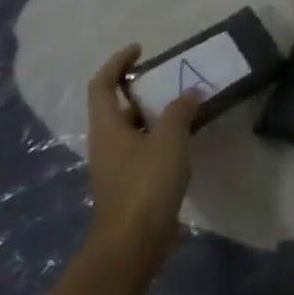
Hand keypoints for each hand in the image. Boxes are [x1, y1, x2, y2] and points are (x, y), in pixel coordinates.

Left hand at [84, 45, 197, 265]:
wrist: (133, 244)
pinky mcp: (129, 185)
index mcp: (107, 127)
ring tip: (184, 105)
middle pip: (116, 106)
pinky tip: (184, 140)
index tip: (140, 50)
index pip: (102, 85)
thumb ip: (180, 111)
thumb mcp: (169, 139)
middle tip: (169, 78)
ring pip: (132, 129)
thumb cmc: (146, 184)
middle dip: (140, 89)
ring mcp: (116, 166)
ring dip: (153, 114)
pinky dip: (159, 137)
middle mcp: (106, 143)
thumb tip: (191, 92)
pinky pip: (142, 149)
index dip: (117, 63)